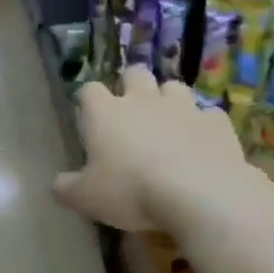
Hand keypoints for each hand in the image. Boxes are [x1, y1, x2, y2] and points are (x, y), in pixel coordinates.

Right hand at [53, 66, 251, 232]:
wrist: (199, 194)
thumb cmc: (131, 191)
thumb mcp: (87, 198)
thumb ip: (67, 189)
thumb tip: (57, 185)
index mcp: (106, 113)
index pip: (89, 90)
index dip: (87, 100)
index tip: (87, 115)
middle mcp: (143, 100)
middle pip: (134, 74)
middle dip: (131, 86)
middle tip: (130, 112)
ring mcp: (183, 107)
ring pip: (173, 87)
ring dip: (168, 100)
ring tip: (168, 124)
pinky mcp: (216, 122)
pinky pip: (207, 114)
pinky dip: (202, 124)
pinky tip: (201, 142)